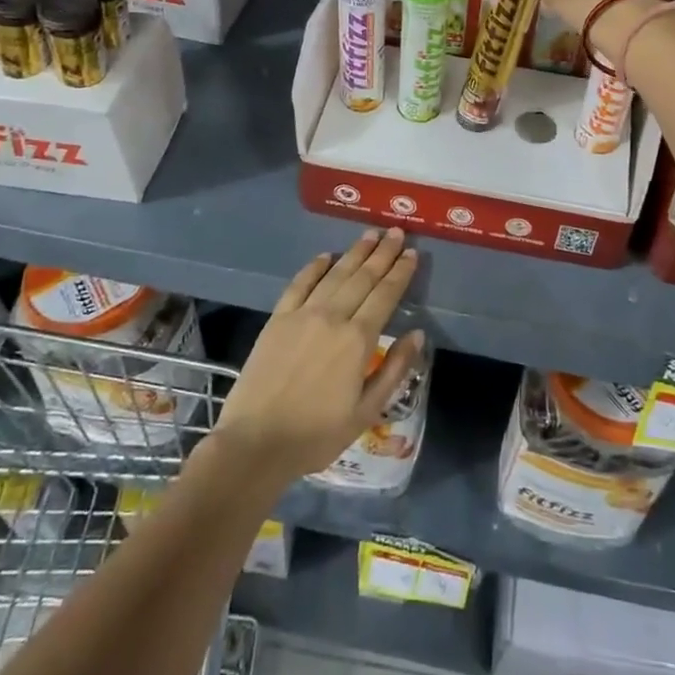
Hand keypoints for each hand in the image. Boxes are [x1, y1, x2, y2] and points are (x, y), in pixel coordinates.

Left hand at [212, 228, 425, 486]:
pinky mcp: (278, 319)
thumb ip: (394, 369)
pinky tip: (326, 256)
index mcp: (358, 340)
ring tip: (370, 234)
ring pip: (335, 274)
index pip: (385, 295)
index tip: (412, 253)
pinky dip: (314, 267)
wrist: (256, 443)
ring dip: (355, 253)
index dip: (400, 272)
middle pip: (363, 277)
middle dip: (382, 253)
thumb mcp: (366, 411)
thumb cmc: (317, 434)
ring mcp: (302, 314)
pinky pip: (299, 284)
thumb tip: (417, 334)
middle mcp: (333, 317)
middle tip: (396, 232)